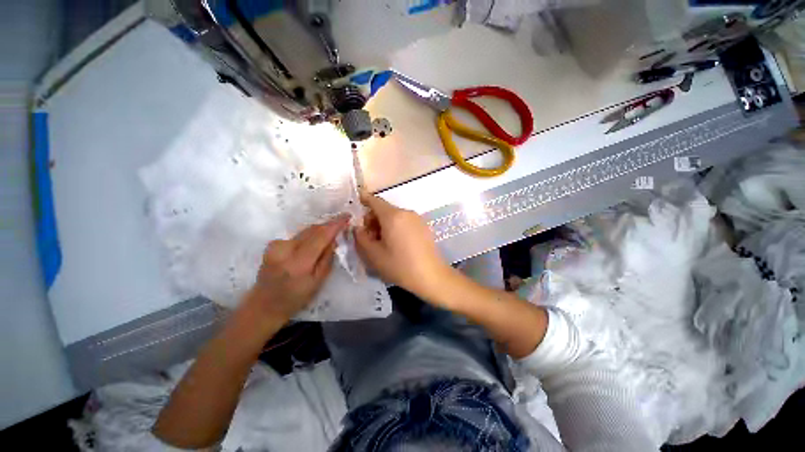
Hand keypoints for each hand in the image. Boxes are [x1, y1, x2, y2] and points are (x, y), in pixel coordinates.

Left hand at [247, 215, 349, 322]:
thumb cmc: (295, 298)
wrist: (264, 304)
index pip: (320, 236)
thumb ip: (327, 257)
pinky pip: (297, 235)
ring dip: (319, 231)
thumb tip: (334, 238)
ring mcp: (276, 245)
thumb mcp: (318, 281)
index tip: (347, 216)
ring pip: (305, 231)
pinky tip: (312, 244)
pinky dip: (308, 236)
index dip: (335, 224)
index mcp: (298, 262)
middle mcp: (285, 249)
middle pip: (312, 230)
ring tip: (329, 236)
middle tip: (342, 225)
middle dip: (328, 226)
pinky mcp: (272, 244)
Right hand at [354, 192, 452, 301]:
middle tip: (369, 238)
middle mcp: (406, 213)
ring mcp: (417, 219)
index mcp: (393, 216)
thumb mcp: (374, 255)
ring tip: (383, 244)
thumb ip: (361, 238)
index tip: (357, 203)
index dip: (364, 200)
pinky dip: (396, 227)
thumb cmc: (400, 266)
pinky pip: (404, 222)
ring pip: (395, 216)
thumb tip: (358, 228)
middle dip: (373, 220)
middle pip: (384, 210)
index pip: (375, 201)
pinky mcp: (424, 227)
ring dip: (384, 225)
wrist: (431, 276)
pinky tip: (397, 245)